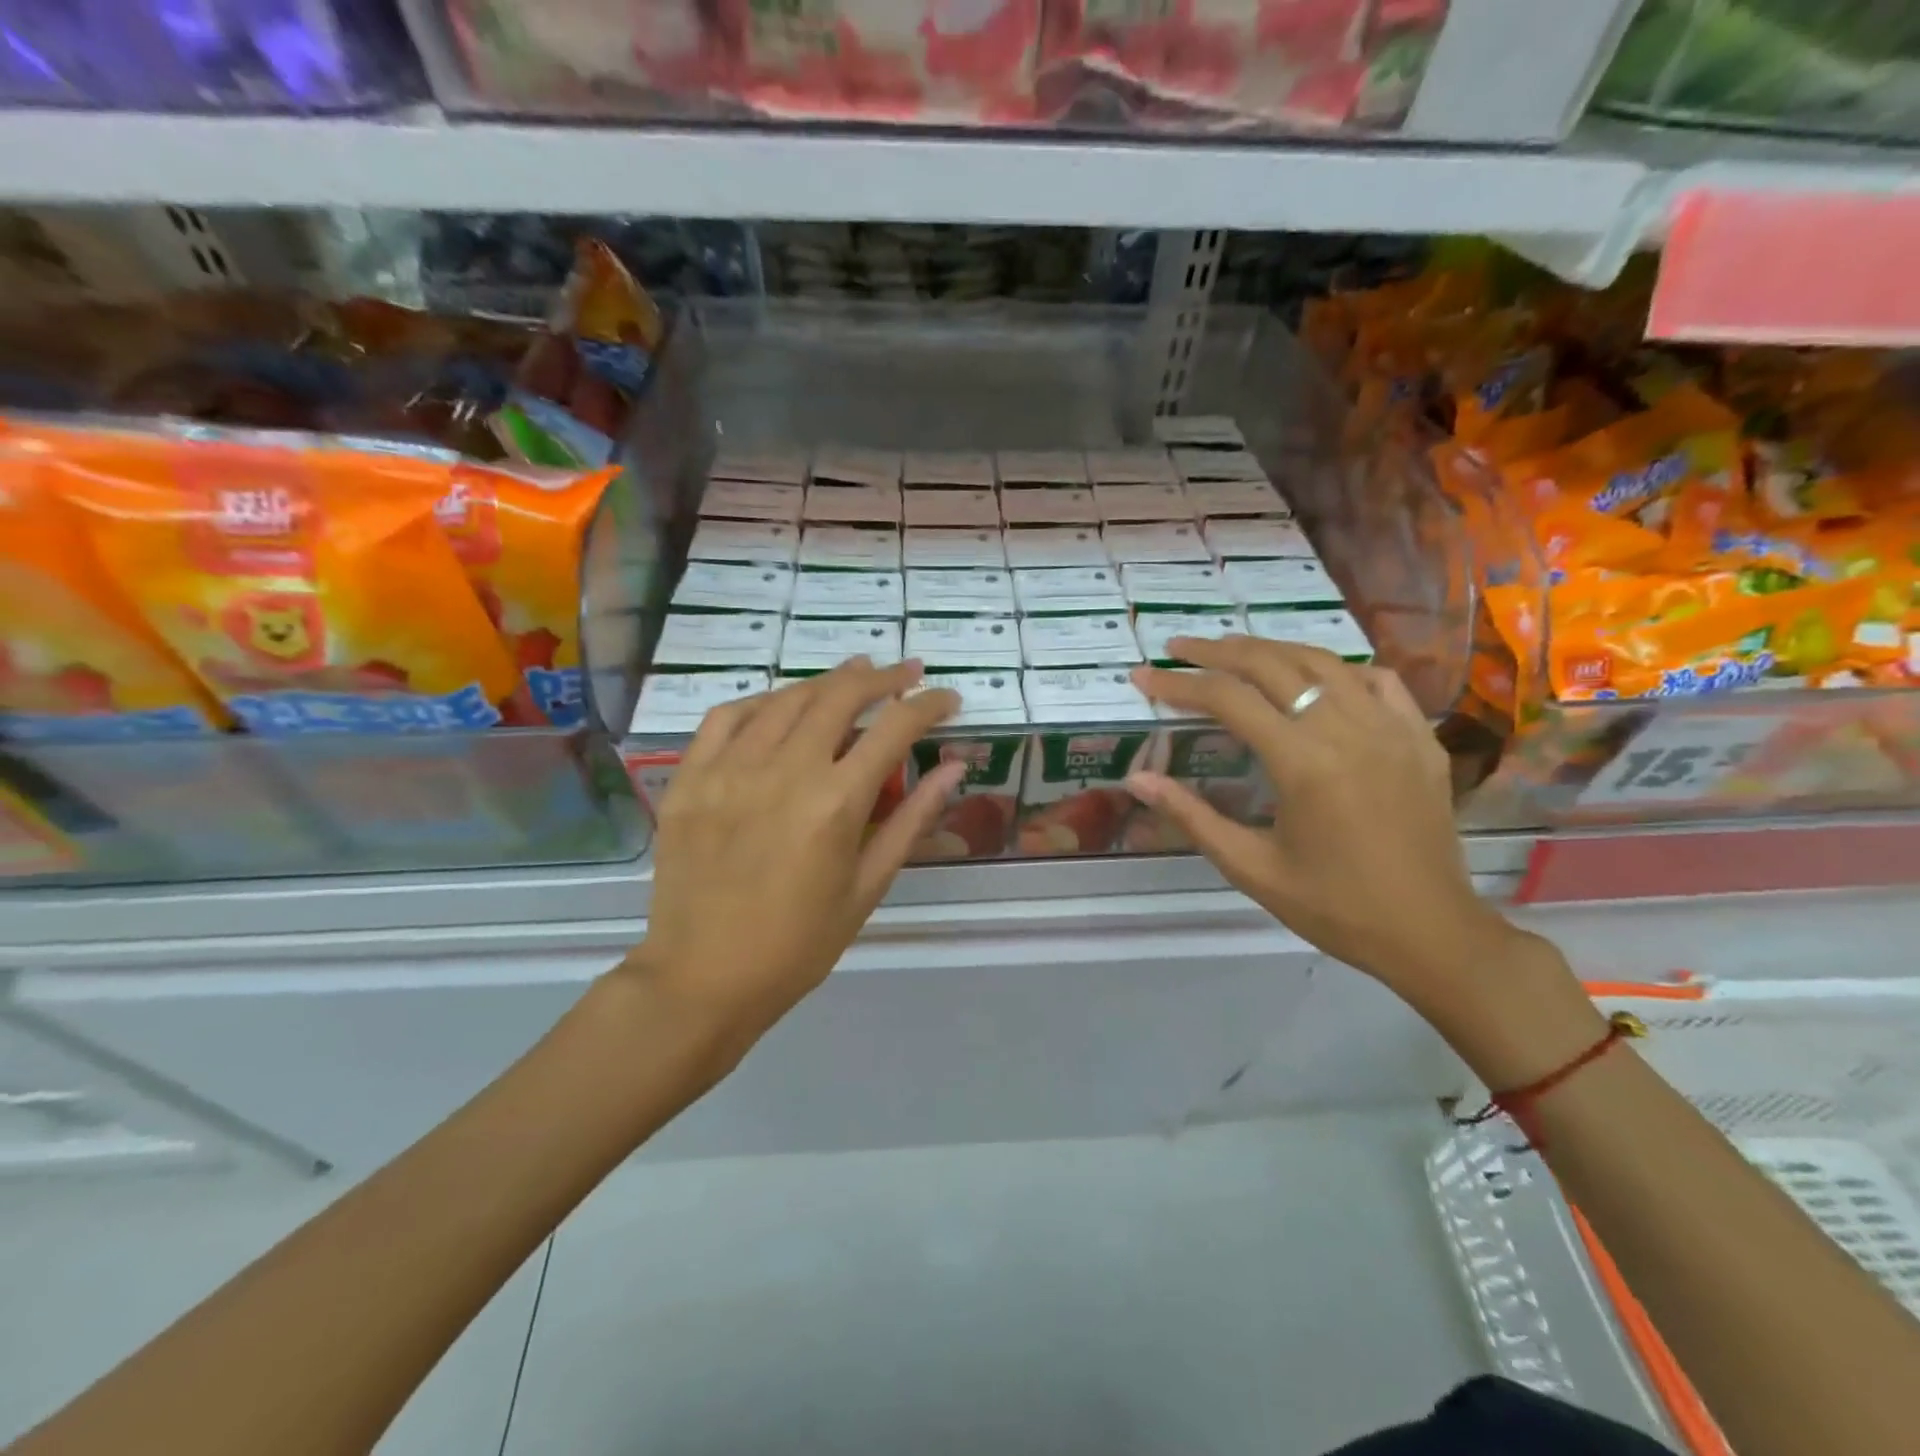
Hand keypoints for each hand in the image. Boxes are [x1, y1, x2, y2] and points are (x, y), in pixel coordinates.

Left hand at [626, 659, 960, 1065]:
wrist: (703, 978)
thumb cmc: (799, 944)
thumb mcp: (868, 887)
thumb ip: (912, 820)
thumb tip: (953, 768)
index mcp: (835, 803)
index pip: (894, 728)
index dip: (928, 705)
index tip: (947, 698)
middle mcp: (784, 771)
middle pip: (840, 696)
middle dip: (882, 678)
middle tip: (906, 673)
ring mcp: (730, 769)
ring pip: (786, 699)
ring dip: (827, 681)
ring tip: (854, 676)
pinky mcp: (691, 778)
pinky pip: (727, 717)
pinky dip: (762, 701)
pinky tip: (781, 704)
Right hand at [1128, 637, 1523, 1013]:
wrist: (1431, 934)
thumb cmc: (1333, 907)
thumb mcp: (1250, 867)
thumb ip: (1191, 816)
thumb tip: (1136, 779)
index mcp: (1303, 762)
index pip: (1227, 699)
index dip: (1178, 684)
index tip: (1142, 677)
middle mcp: (1347, 728)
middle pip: (1271, 664)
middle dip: (1216, 652)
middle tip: (1177, 649)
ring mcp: (1391, 727)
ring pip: (1322, 661)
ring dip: (1269, 650)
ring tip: (1232, 651)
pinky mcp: (1420, 737)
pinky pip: (1376, 680)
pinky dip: (1336, 669)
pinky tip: (1316, 679)